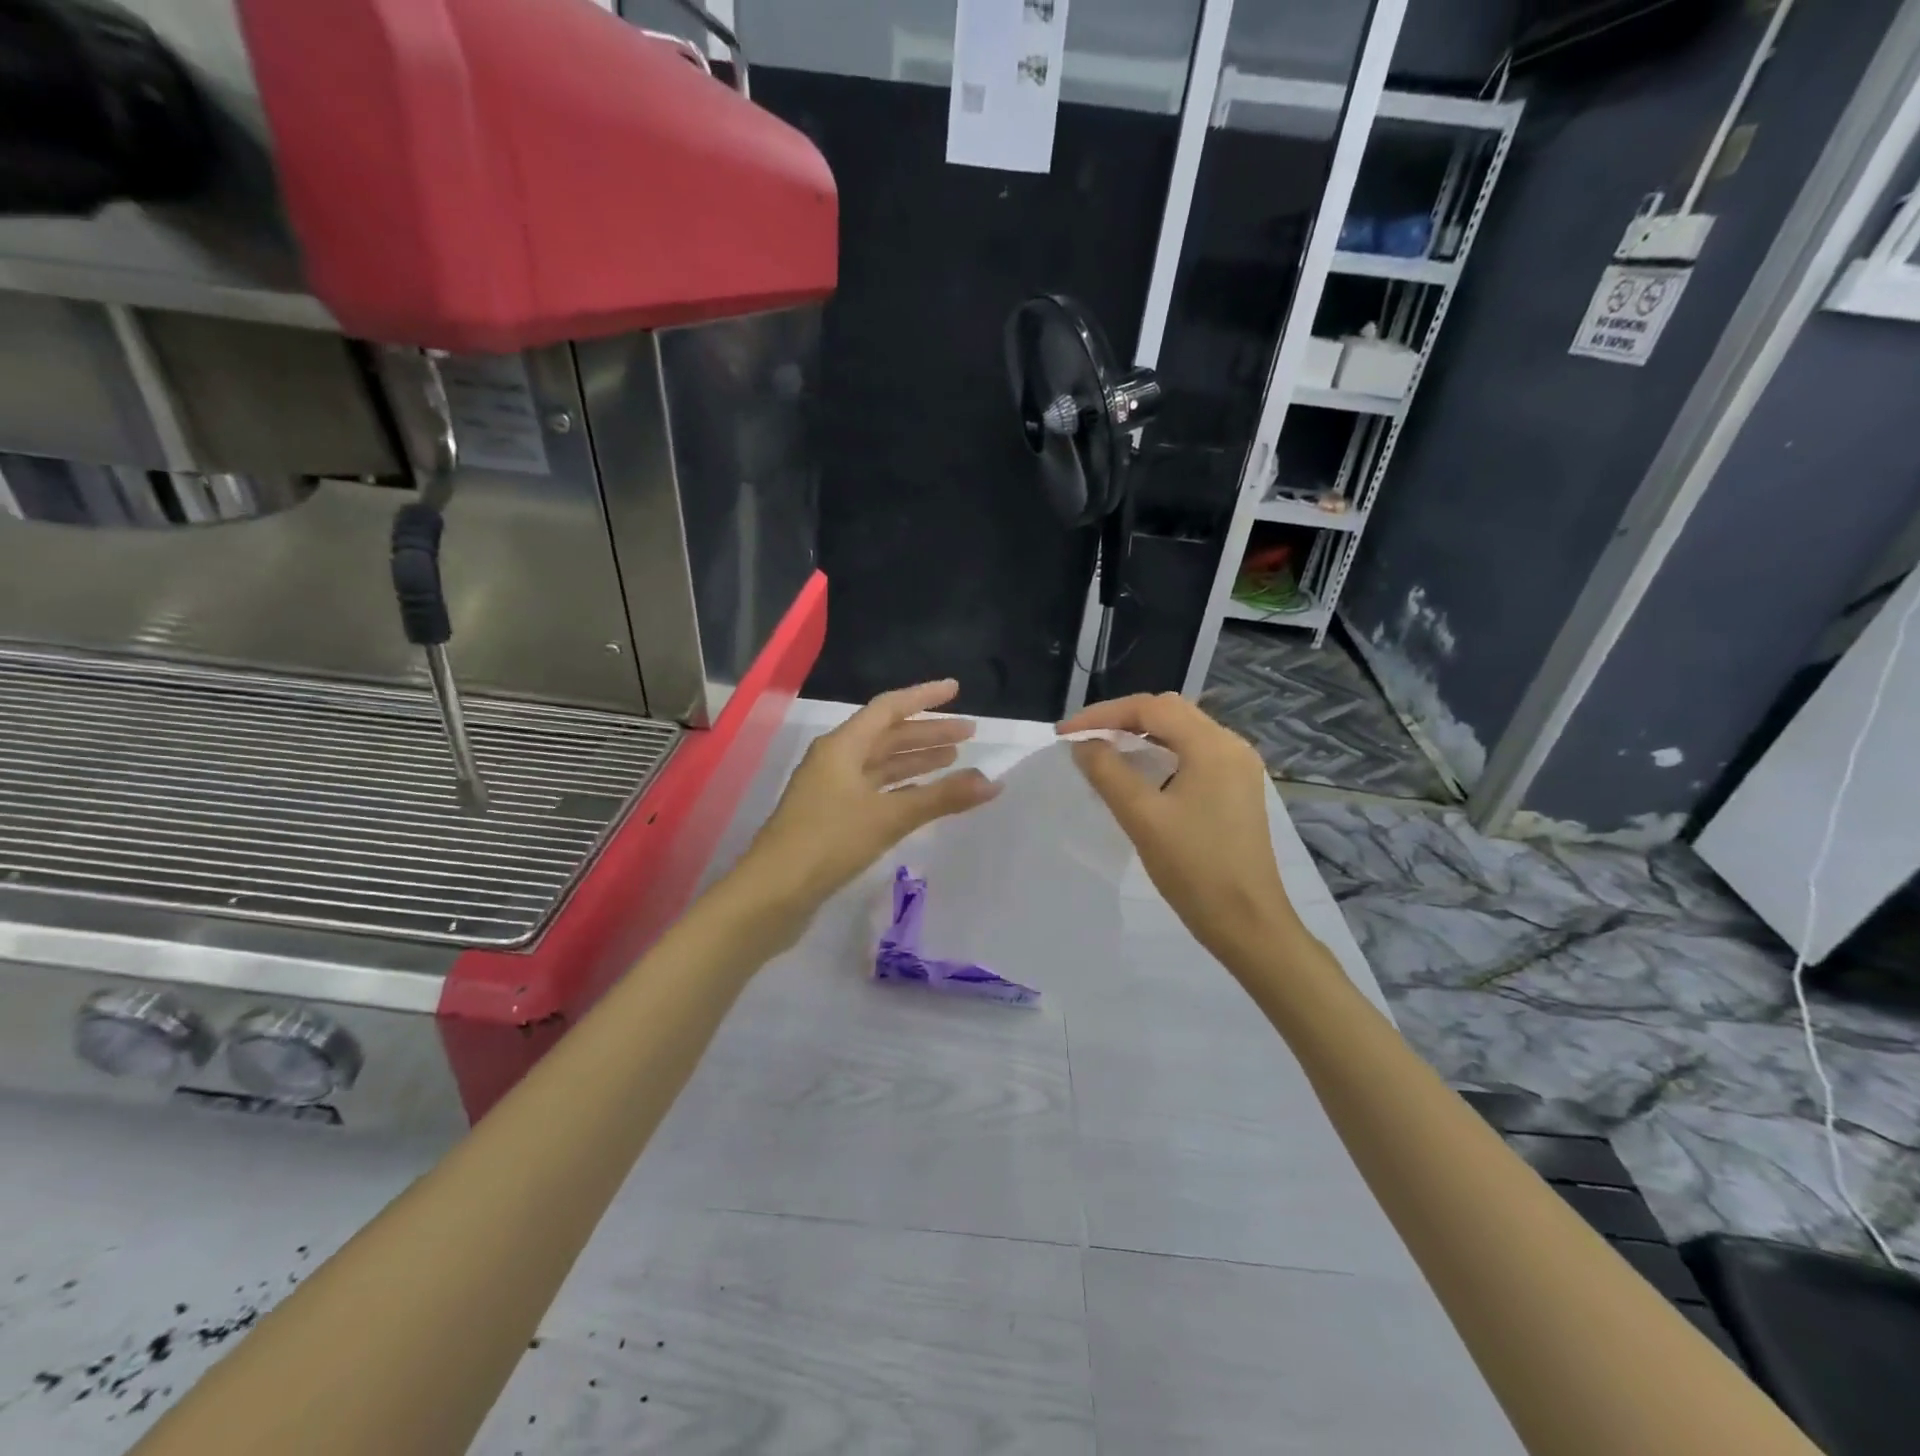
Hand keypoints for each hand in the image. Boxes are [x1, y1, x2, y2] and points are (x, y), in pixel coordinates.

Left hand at [735, 681, 999, 936]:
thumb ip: (942, 797)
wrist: (772, 893)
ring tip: (953, 761)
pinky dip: (901, 788)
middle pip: (887, 736)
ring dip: (915, 760)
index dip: (924, 697)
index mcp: (842, 746)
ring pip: (880, 765)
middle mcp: (834, 760)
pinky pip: (874, 790)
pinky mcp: (830, 817)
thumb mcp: (889, 816)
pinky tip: (921, 796)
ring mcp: (830, 789)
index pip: (888, 708)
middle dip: (927, 733)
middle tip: (968, 734)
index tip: (956, 690)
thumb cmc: (829, 842)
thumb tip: (992, 782)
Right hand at [1059, 692, 1295, 970]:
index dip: (1102, 714)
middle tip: (1083, 739)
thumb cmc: (1195, 869)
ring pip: (1181, 732)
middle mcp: (1231, 746)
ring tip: (1103, 751)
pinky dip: (1160, 754)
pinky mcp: (1237, 790)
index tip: (1065, 734)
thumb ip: (1108, 772)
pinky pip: (1193, 755)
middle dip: (1121, 719)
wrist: (1248, 923)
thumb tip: (1083, 745)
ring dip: (1141, 735)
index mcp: (1212, 746)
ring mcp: (1238, 768)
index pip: (1150, 708)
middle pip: (1168, 712)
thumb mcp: (1142, 817)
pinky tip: (1139, 774)